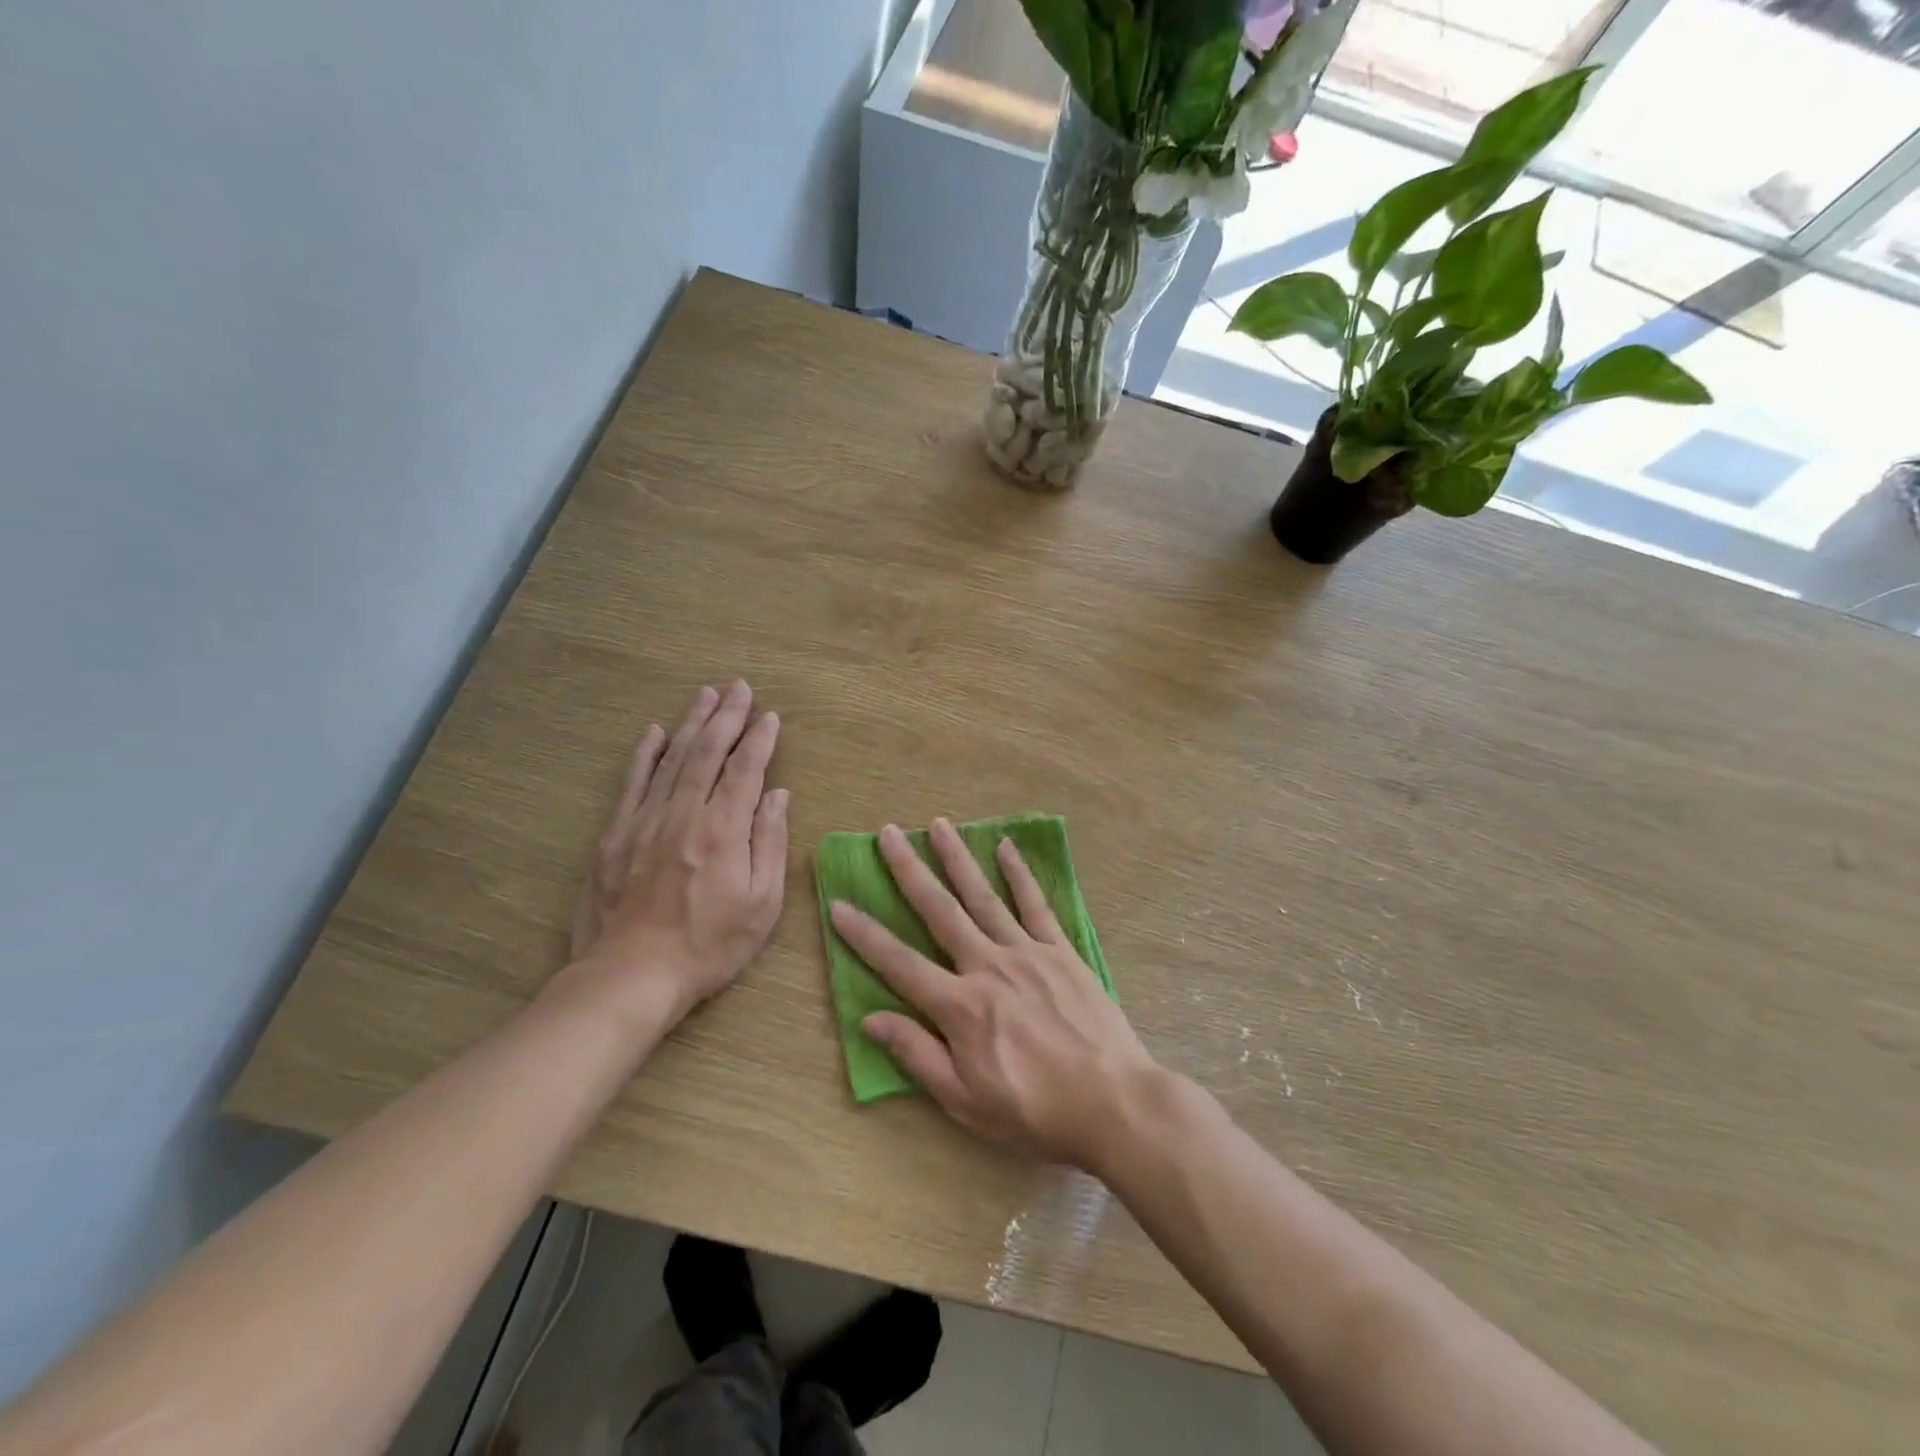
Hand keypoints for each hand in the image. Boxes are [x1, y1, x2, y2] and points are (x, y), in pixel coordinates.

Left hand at [568, 680, 788, 1022]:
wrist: (630, 976)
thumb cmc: (708, 945)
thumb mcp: (761, 904)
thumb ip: (769, 843)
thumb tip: (777, 795)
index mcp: (723, 829)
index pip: (746, 770)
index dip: (759, 739)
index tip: (770, 715)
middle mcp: (684, 813)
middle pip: (708, 752)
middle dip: (726, 716)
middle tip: (738, 686)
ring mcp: (645, 820)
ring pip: (672, 759)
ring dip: (691, 723)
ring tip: (706, 695)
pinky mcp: (615, 835)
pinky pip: (632, 783)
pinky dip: (644, 755)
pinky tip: (654, 733)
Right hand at [830, 819, 1158, 1169]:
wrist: (1114, 1102)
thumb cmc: (1034, 1112)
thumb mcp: (965, 1101)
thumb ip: (917, 1055)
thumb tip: (871, 1020)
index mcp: (960, 1006)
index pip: (899, 963)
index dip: (865, 935)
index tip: (839, 904)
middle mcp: (987, 966)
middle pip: (939, 910)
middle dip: (909, 870)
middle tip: (888, 834)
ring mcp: (1027, 952)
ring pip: (983, 896)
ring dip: (957, 858)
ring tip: (938, 824)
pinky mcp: (1061, 951)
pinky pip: (1035, 904)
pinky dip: (1019, 873)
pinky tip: (1005, 847)